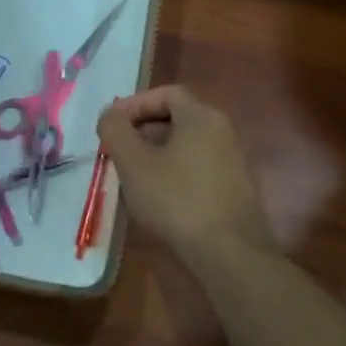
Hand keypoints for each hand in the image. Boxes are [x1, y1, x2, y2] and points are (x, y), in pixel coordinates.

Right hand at [97, 85, 276, 263]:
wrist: (230, 253)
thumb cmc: (176, 200)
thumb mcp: (134, 163)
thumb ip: (116, 131)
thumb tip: (110, 115)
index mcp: (201, 116)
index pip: (165, 93)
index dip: (134, 104)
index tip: (111, 126)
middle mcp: (222, 130)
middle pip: (177, 116)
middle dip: (142, 128)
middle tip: (118, 149)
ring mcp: (233, 159)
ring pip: (187, 143)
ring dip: (157, 151)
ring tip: (133, 174)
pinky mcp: (235, 187)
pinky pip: (198, 165)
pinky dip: (175, 170)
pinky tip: (159, 196)